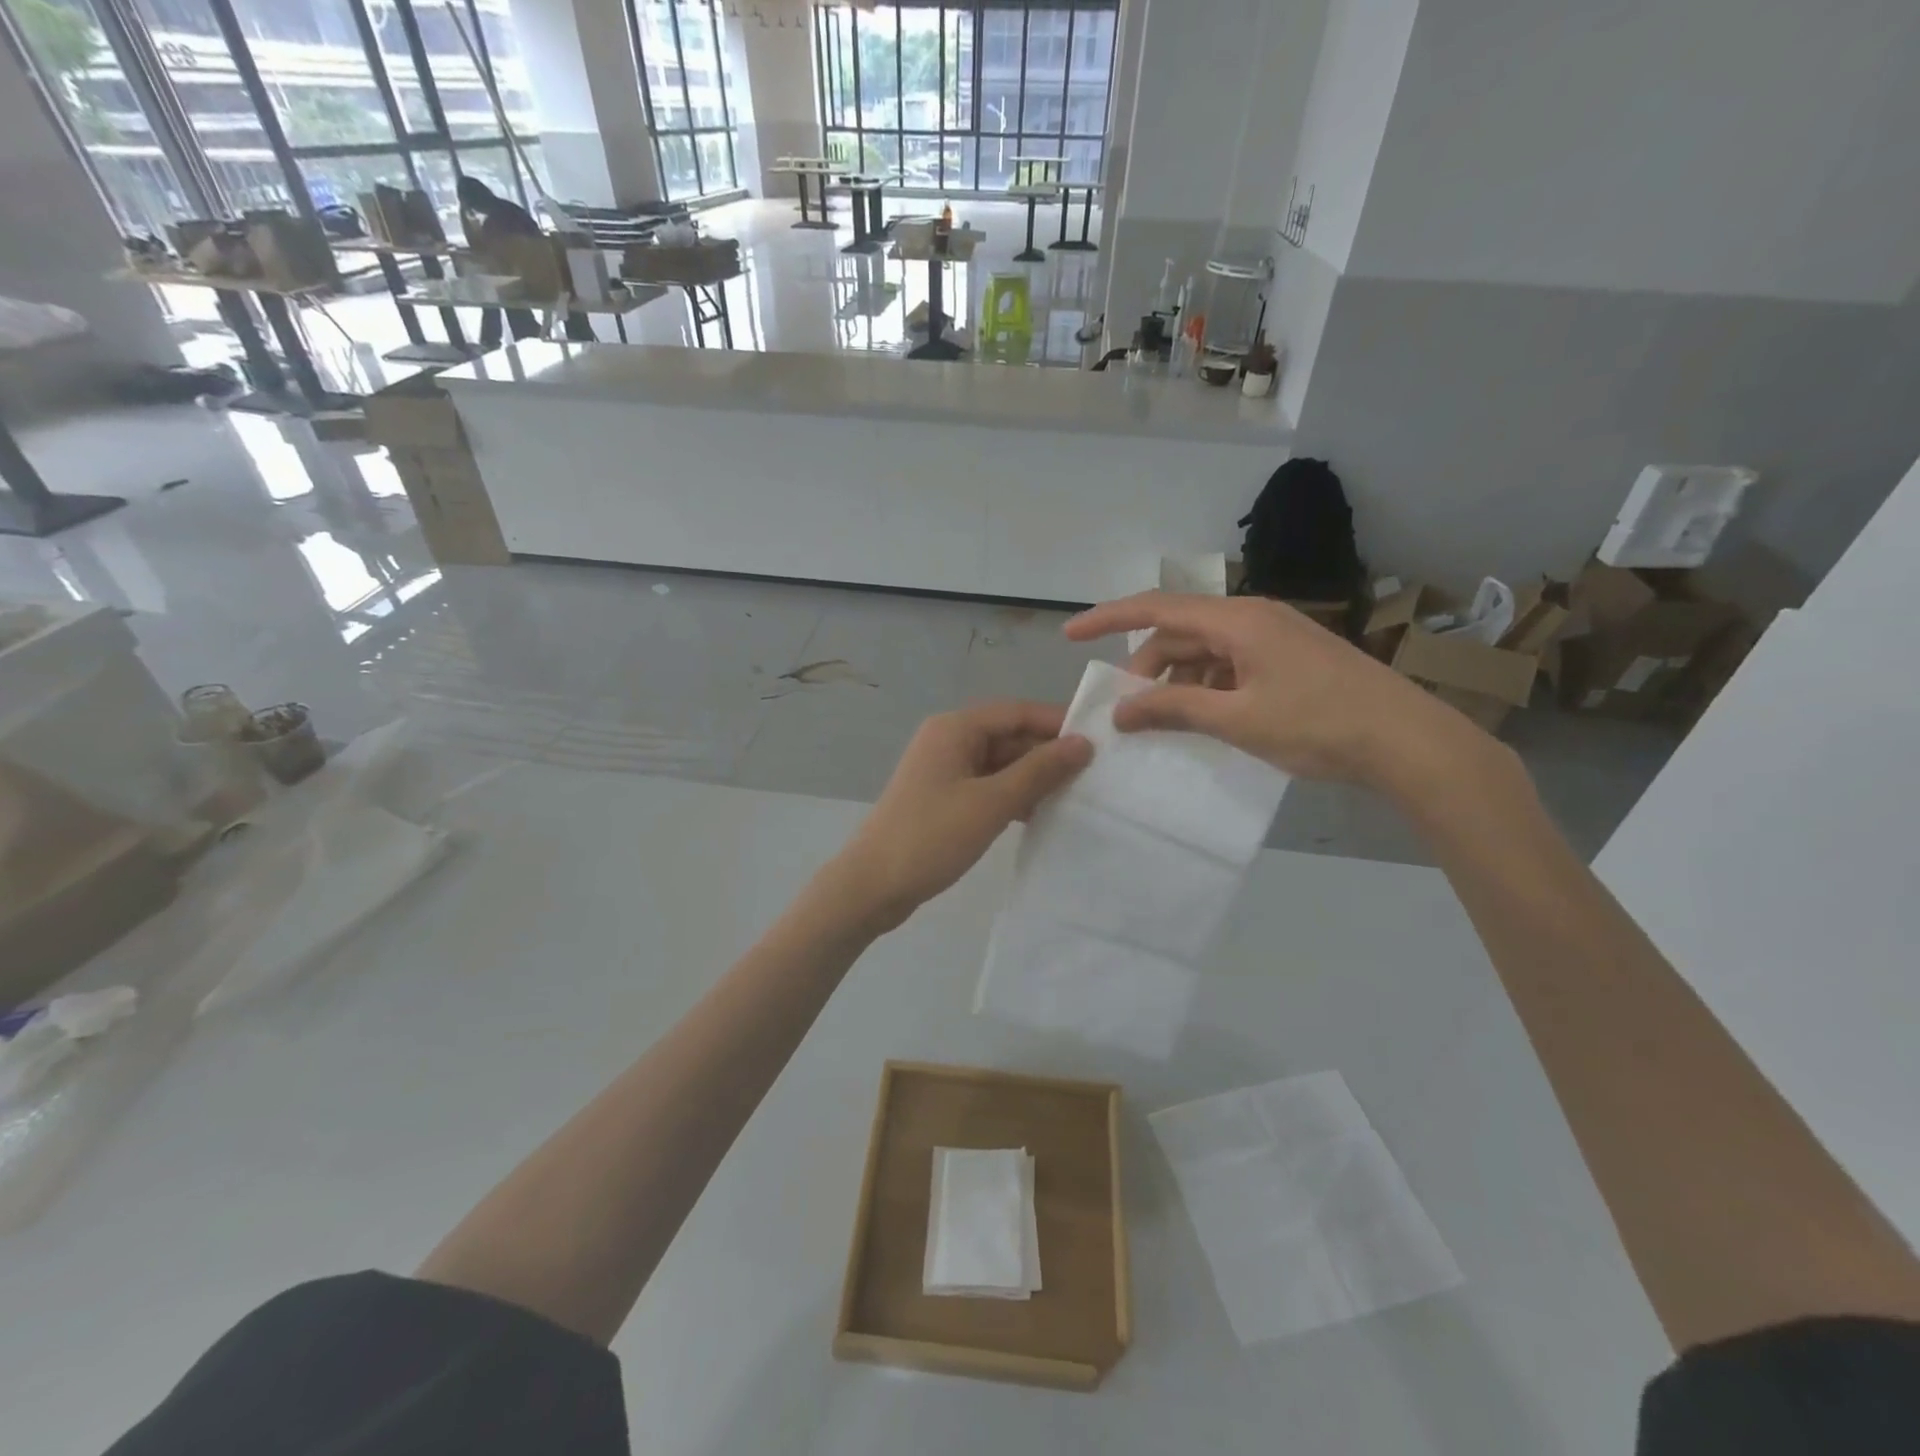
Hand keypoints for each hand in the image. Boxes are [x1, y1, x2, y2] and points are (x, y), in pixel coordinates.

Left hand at [831, 701, 1091, 929]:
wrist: (872, 886)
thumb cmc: (931, 836)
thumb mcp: (991, 803)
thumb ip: (1039, 771)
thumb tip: (1082, 744)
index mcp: (955, 728)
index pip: (1017, 712)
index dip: (1057, 723)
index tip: (1100, 740)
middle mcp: (948, 740)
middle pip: (1008, 736)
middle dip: (1047, 754)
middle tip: (1094, 775)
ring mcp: (944, 771)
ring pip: (1000, 764)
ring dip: (1033, 778)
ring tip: (1076, 797)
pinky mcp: (943, 799)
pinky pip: (987, 786)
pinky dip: (1012, 796)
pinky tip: (1040, 815)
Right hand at [1064, 592, 1486, 788]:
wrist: (1407, 740)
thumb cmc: (1317, 724)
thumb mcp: (1236, 719)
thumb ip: (1173, 709)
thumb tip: (1120, 712)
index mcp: (1237, 620)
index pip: (1157, 608)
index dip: (1109, 618)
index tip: (1070, 635)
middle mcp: (1253, 617)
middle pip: (1179, 630)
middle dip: (1146, 665)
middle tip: (1128, 709)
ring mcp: (1274, 636)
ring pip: (1205, 649)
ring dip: (1177, 679)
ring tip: (1164, 720)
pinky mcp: (1289, 657)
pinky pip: (1230, 663)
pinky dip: (1207, 685)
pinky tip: (1206, 718)